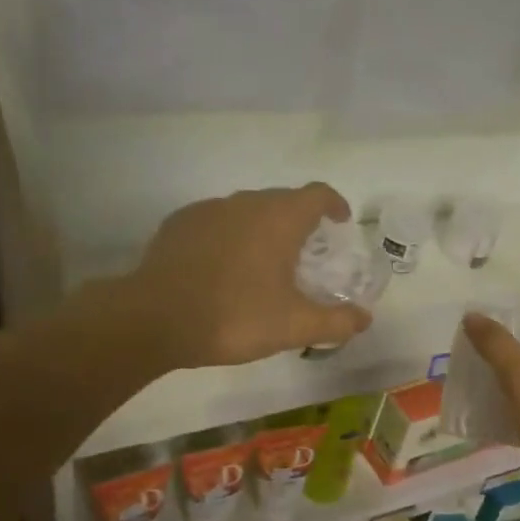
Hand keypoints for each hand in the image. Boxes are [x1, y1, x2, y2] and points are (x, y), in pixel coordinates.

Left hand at [122, 184, 372, 369]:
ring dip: (262, 229)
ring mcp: (208, 210)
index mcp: (279, 218)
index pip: (317, 194)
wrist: (155, 319)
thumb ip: (335, 322)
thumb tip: (364, 319)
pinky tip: (223, 269)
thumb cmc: (235, 316)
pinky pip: (216, 223)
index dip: (334, 205)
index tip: (340, 223)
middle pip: (282, 200)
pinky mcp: (178, 225)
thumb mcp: (294, 326)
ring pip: (246, 211)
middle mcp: (245, 203)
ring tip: (263, 264)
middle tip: (305, 255)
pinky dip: (229, 237)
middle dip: (299, 221)